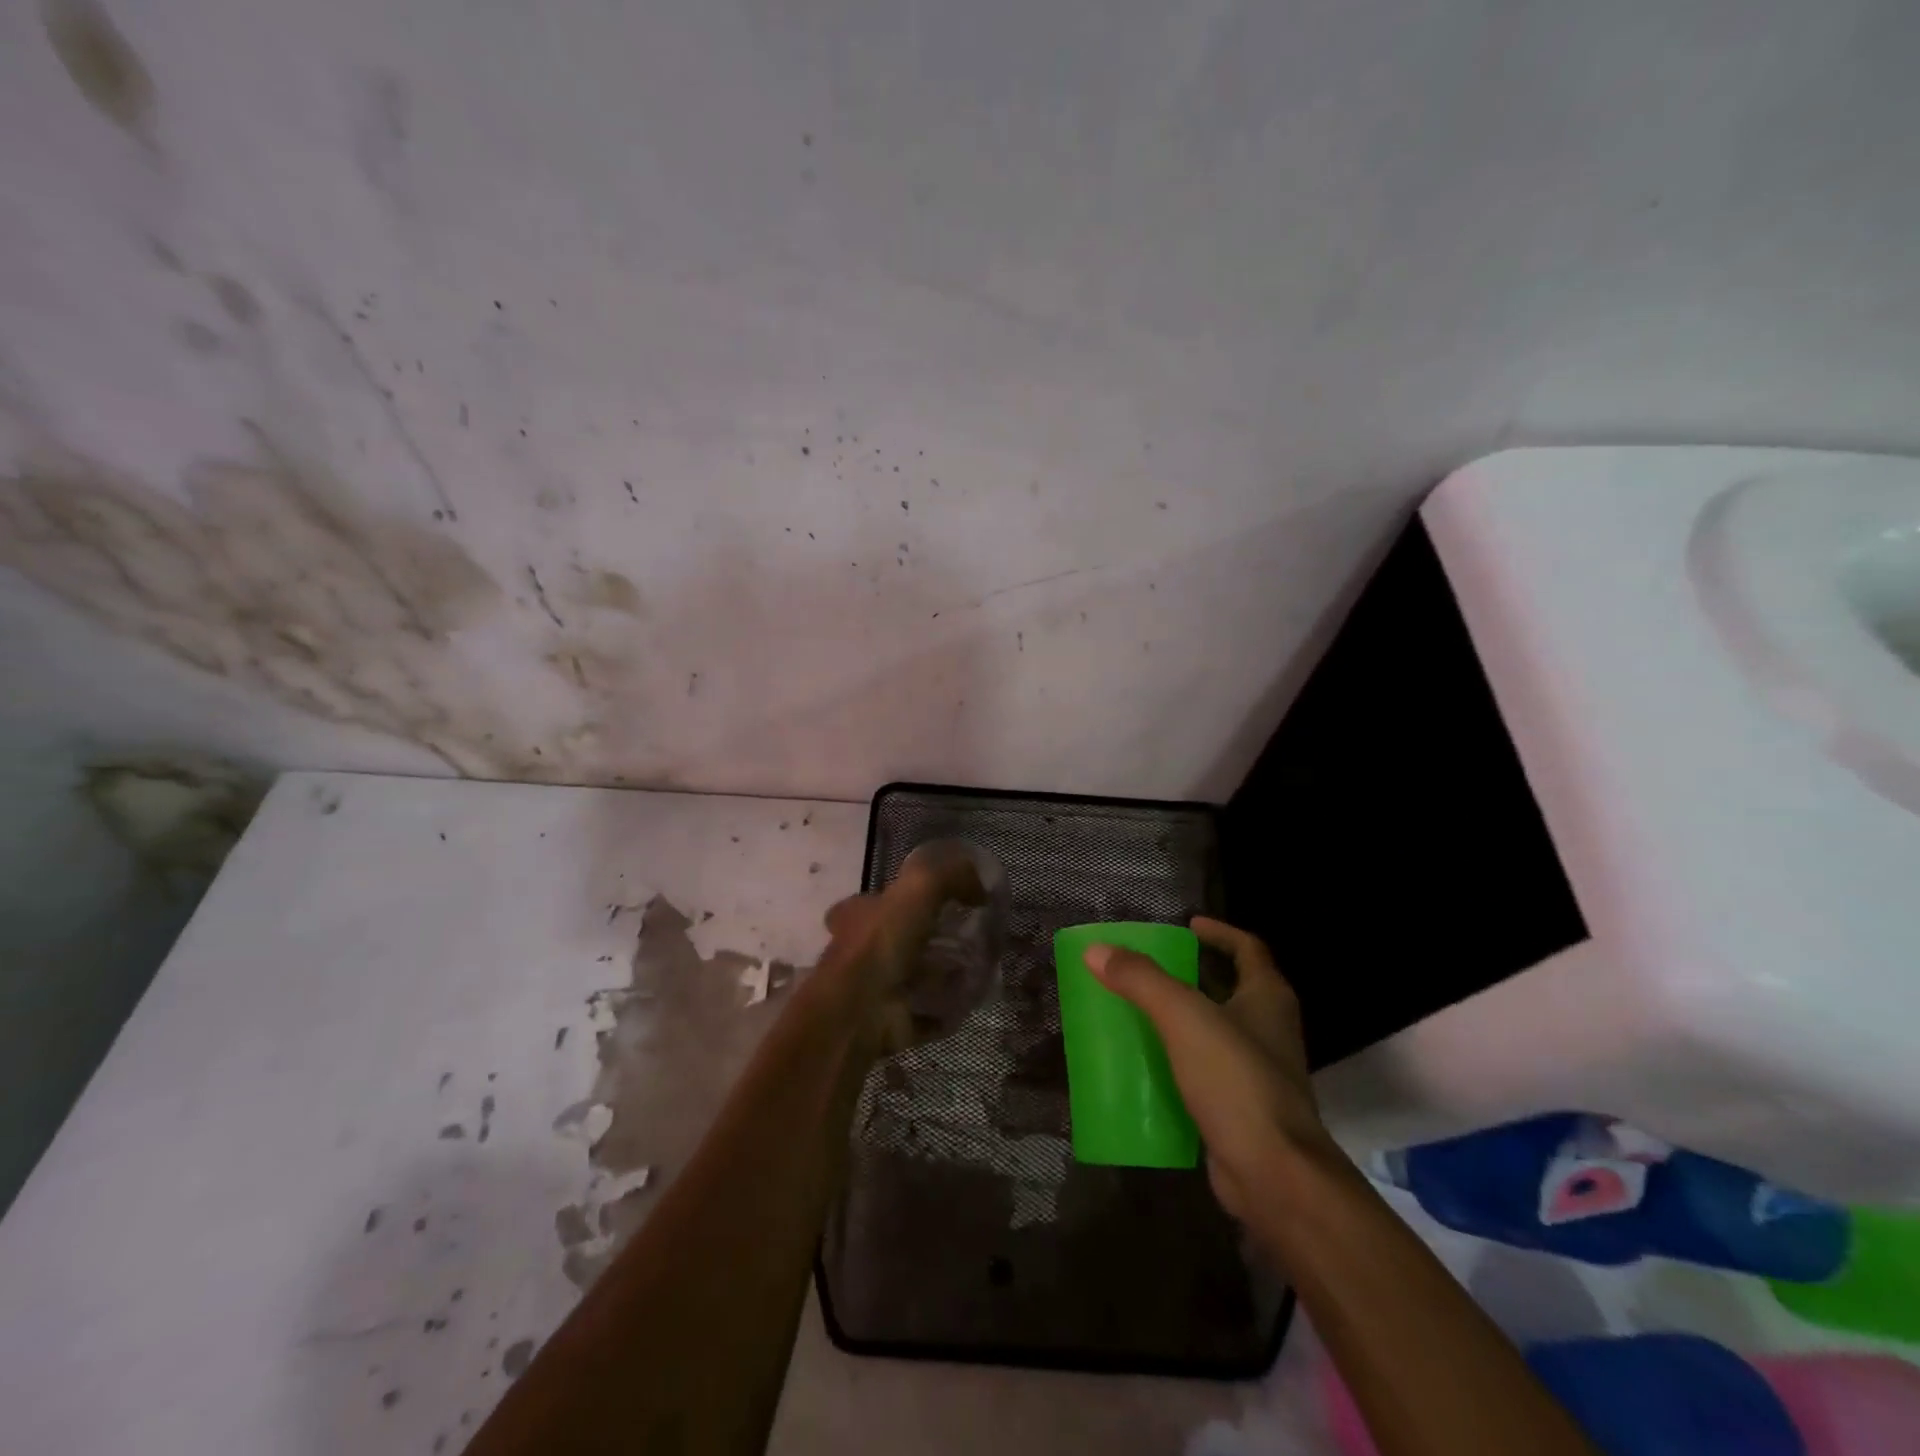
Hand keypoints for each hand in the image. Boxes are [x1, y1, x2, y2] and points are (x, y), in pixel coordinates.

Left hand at [816, 844, 985, 1054]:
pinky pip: (929, 1013)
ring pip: (916, 976)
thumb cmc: (881, 942)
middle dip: (933, 938)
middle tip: (971, 936)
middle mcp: (863, 950)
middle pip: (902, 939)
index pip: (878, 900)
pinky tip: (972, 998)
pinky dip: (948, 1008)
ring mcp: (877, 988)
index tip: (942, 901)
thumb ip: (951, 876)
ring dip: (944, 974)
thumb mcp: (919, 888)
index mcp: (859, 915)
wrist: (860, 1013)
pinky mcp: (893, 1022)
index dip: (904, 898)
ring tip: (980, 966)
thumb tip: (979, 886)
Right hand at [1085, 917, 1324, 1220]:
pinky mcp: (1243, 1108)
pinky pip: (1206, 1071)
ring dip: (1183, 1019)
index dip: (1219, 932)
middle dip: (1193, 974)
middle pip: (1232, 987)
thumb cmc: (1236, 1080)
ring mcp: (1260, 1072)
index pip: (1248, 948)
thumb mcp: (1183, 1017)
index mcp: (1268, 998)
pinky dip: (1179, 1061)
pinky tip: (1147, 1065)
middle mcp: (1270, 1029)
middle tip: (1150, 969)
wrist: (1273, 1175)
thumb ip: (1140, 980)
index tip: (1186, 925)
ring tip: (1139, 1011)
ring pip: (1217, 1031)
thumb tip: (1096, 950)